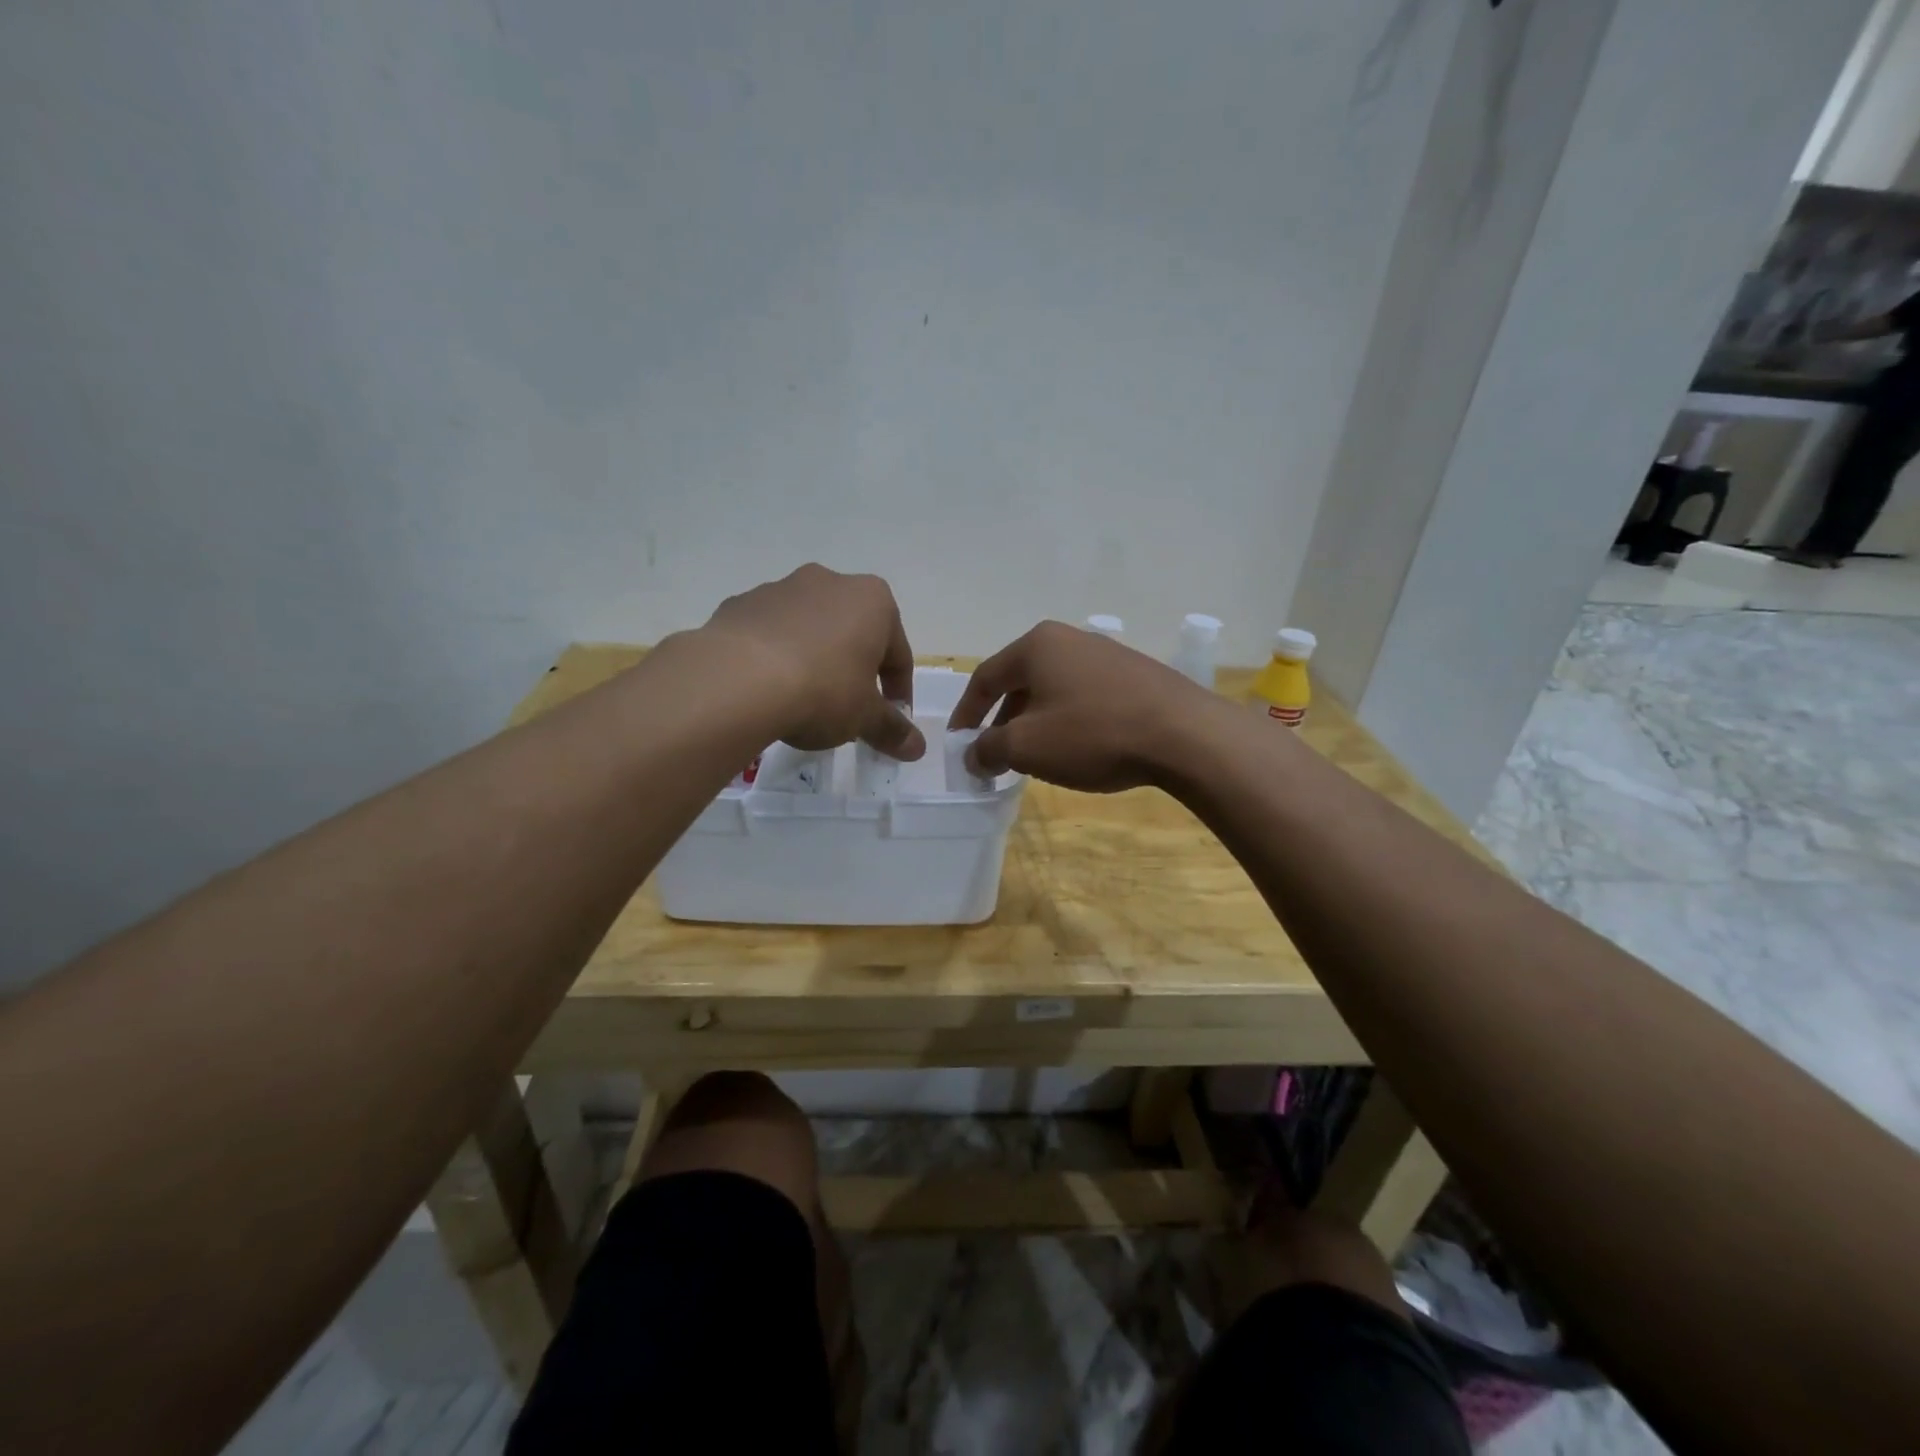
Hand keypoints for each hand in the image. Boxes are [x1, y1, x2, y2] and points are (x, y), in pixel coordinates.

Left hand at [702, 564, 925, 759]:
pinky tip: (766, 690)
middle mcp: (829, 582)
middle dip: (854, 668)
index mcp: (872, 601)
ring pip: (809, 629)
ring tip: (802, 701)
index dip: (897, 691)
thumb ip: (892, 729)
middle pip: (852, 633)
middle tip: (848, 709)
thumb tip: (917, 749)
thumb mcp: (864, 717)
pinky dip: (773, 657)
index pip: (898, 652)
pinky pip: (768, 634)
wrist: (737, 680)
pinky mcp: (740, 605)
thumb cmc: (823, 690)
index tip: (890, 720)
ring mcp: (780, 589)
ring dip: (813, 659)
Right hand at [946, 621, 1217, 791]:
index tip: (958, 744)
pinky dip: (1068, 720)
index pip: (985, 678)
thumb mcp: (1027, 747)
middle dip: (1003, 720)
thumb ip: (988, 748)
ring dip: (1036, 722)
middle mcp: (1069, 639)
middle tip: (996, 755)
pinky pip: (1085, 695)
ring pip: (1054, 690)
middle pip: (1020, 681)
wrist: (1185, 735)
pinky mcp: (1135, 674)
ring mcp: (1106, 654)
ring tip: (1036, 756)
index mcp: (1037, 646)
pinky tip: (1079, 748)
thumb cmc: (1093, 734)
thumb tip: (974, 754)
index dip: (966, 714)